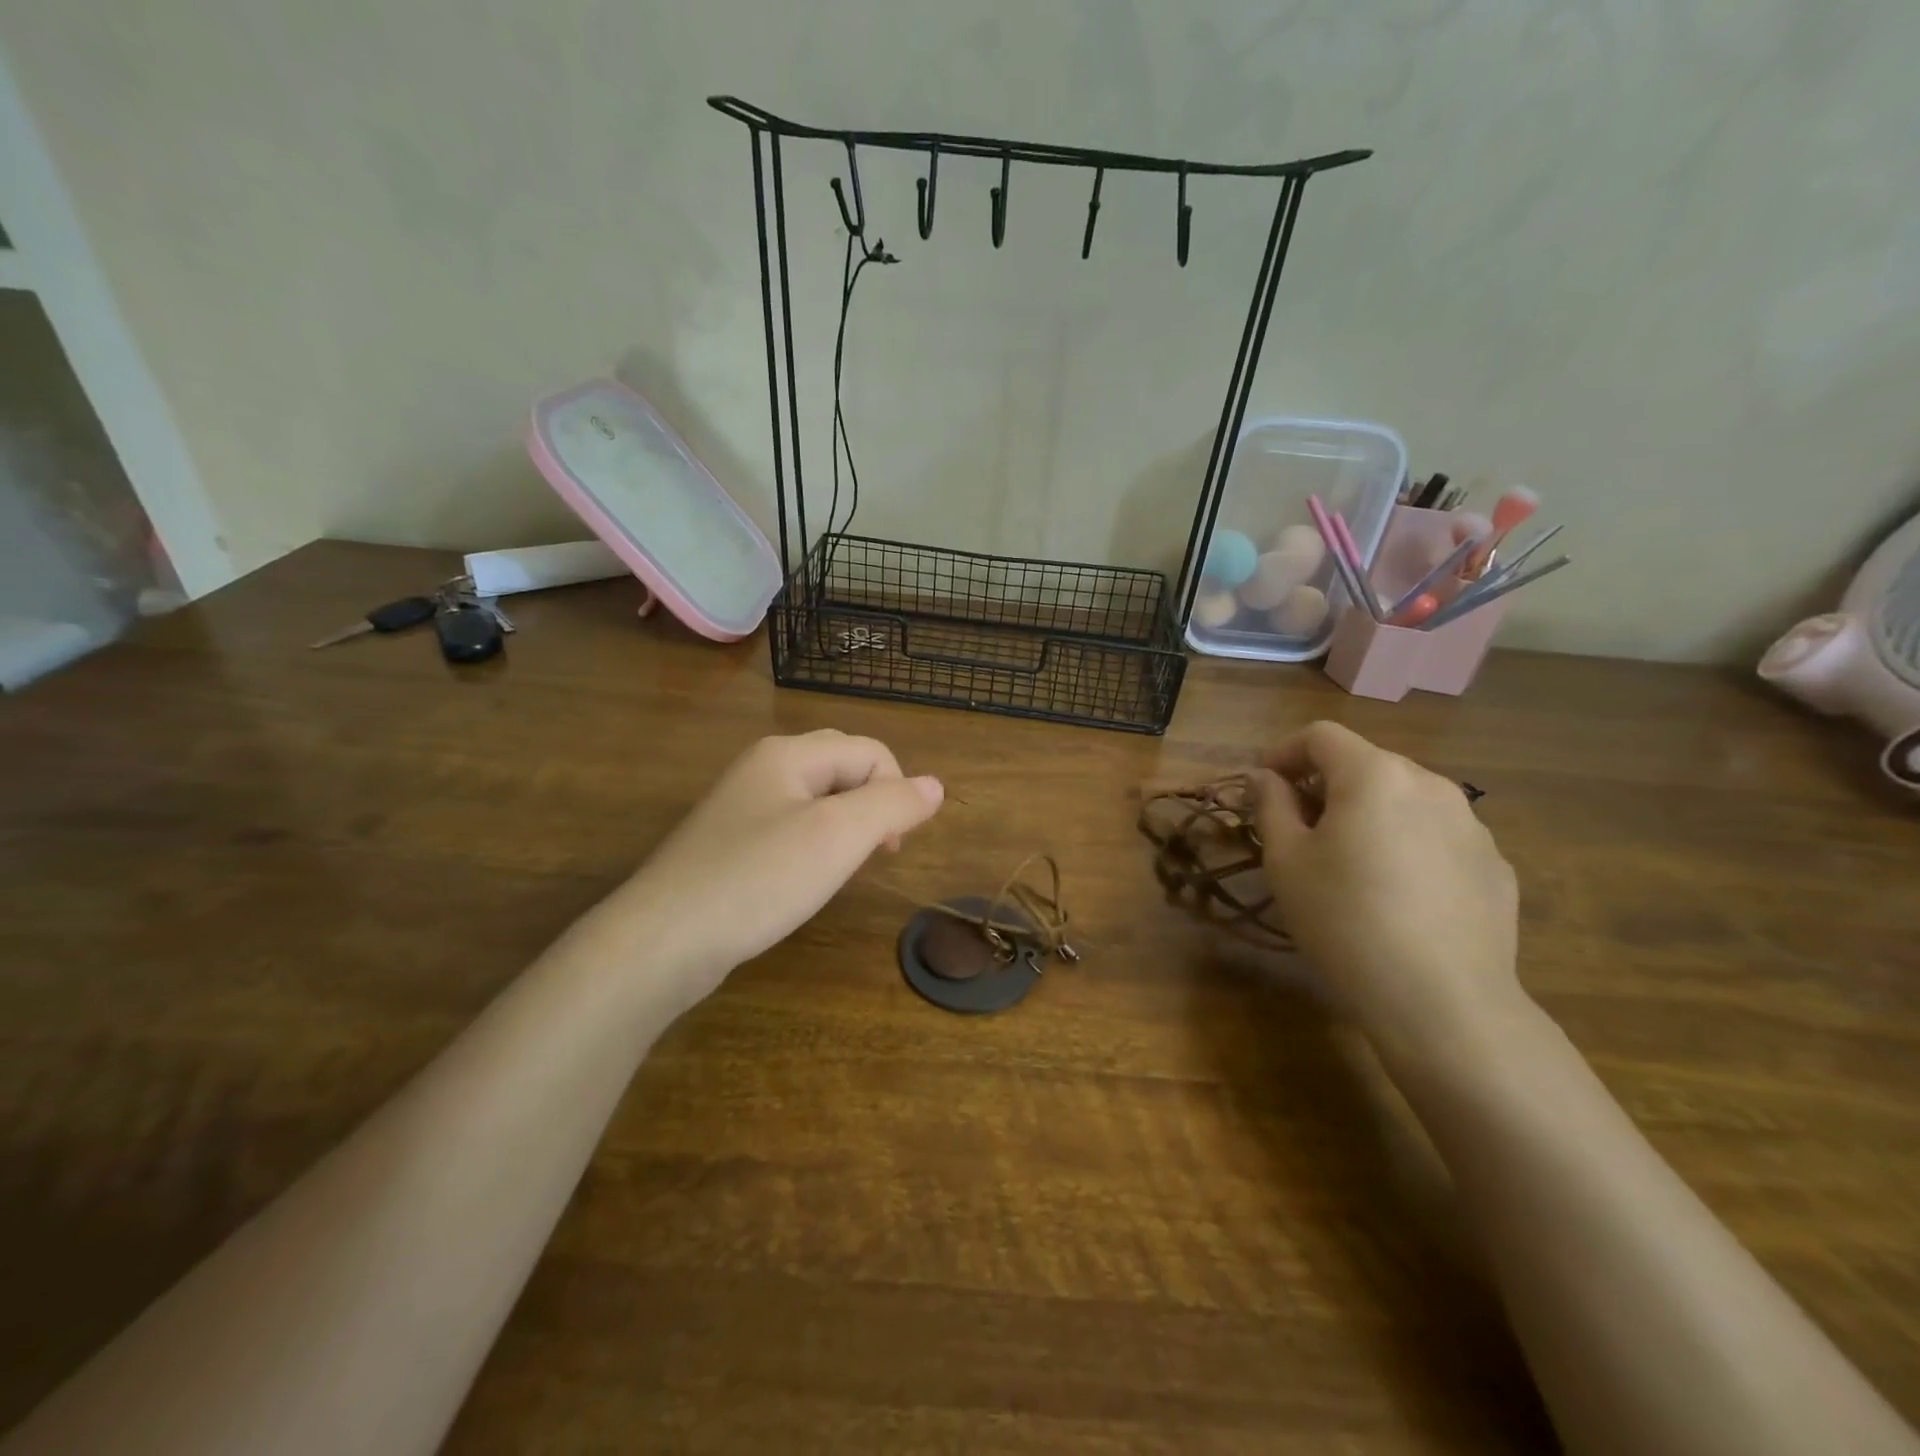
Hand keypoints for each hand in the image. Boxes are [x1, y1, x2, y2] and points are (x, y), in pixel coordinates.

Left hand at [583, 730, 943, 1011]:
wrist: (661, 942)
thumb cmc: (758, 880)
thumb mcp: (838, 837)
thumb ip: (892, 804)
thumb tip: (935, 785)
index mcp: (788, 754)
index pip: (870, 751)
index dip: (895, 792)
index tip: (889, 847)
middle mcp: (763, 767)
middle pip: (843, 766)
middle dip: (872, 804)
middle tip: (873, 855)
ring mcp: (741, 806)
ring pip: (818, 799)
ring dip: (846, 827)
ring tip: (842, 869)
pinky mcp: (730, 843)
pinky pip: (791, 827)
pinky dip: (814, 846)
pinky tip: (804, 879)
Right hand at [1247, 721, 1524, 1054]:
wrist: (1443, 1001)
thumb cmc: (1344, 920)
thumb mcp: (1286, 861)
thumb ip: (1271, 805)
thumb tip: (1266, 777)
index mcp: (1375, 775)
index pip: (1321, 735)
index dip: (1284, 752)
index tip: (1264, 787)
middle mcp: (1431, 784)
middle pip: (1367, 765)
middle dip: (1327, 786)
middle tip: (1301, 831)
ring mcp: (1473, 825)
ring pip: (1406, 801)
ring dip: (1371, 815)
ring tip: (1353, 866)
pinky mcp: (1496, 866)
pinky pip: (1439, 838)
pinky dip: (1410, 847)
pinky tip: (1400, 898)